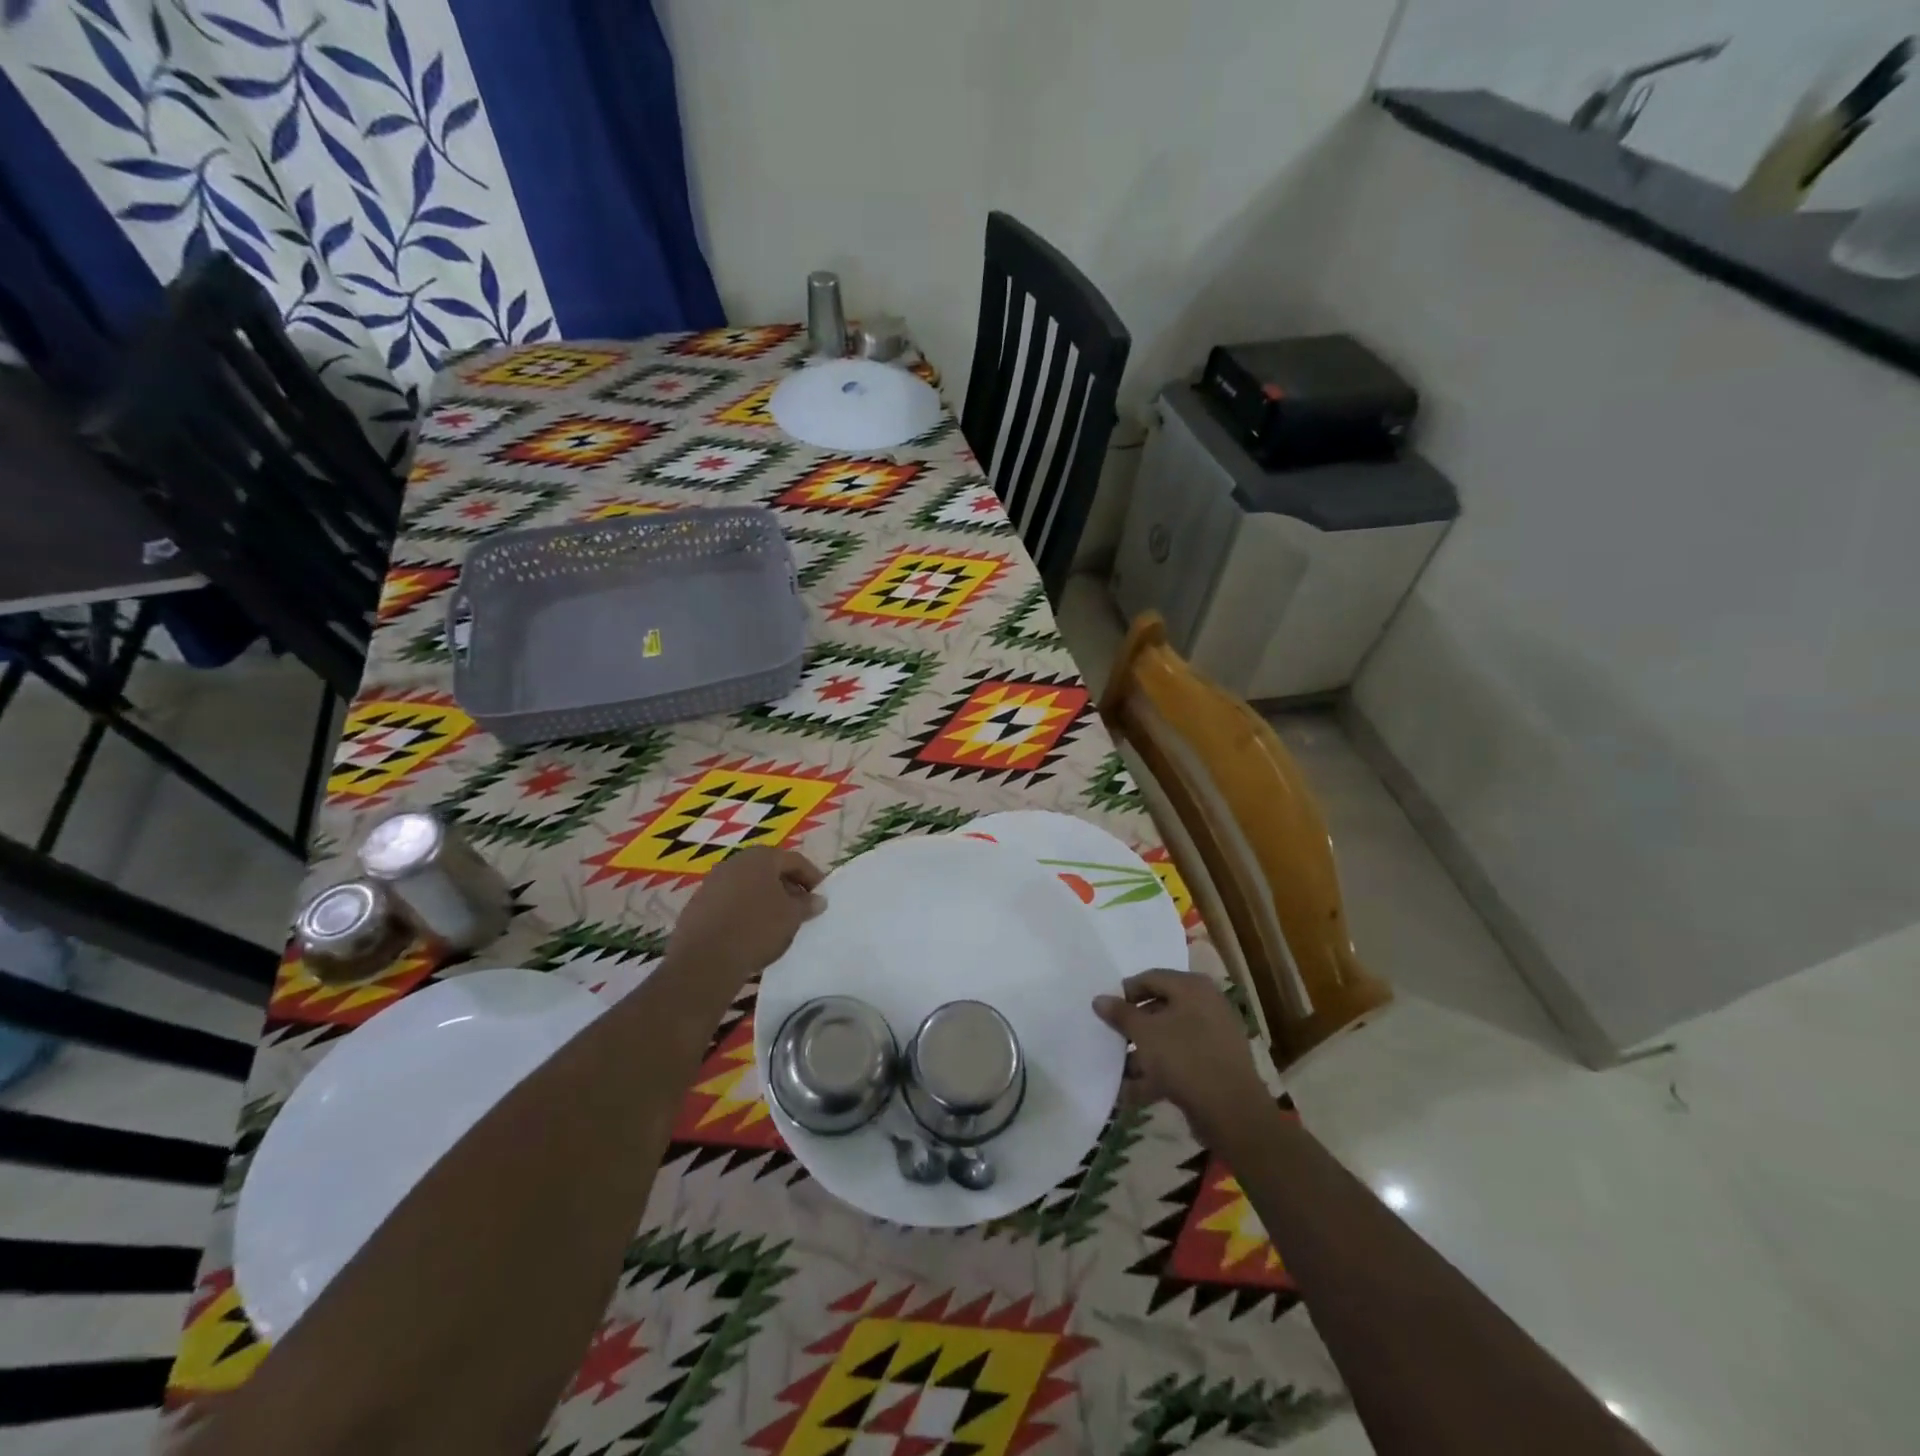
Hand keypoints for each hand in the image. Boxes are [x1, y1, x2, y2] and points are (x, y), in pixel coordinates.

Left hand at [668, 847, 825, 981]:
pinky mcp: (697, 905)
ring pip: (748, 886)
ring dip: (765, 899)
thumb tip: (817, 899)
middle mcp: (734, 862)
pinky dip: (744, 911)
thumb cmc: (756, 929)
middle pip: (769, 870)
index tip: (821, 896)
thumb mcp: (792, 917)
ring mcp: (712, 882)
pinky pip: (729, 902)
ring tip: (777, 922)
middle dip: (787, 887)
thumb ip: (806, 904)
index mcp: (761, 857)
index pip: (794, 860)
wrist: (704, 960)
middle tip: (801, 908)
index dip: (812, 877)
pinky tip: (750, 931)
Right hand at [1094, 969, 1266, 1145]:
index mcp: (1192, 987)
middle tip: (1112, 1040)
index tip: (1105, 1011)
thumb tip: (1099, 998)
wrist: (1232, 1111)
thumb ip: (1120, 1014)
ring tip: (1120, 1072)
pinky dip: (1159, 1071)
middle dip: (1133, 1027)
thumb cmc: (1184, 1058)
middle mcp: (1206, 1004)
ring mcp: (1214, 1035)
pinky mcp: (1215, 1064)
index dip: (1125, 993)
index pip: (1150, 978)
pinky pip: (1181, 1059)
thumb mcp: (1144, 1033)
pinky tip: (1136, 1091)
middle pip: (1160, 1008)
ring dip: (1143, 1053)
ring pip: (1169, 1037)